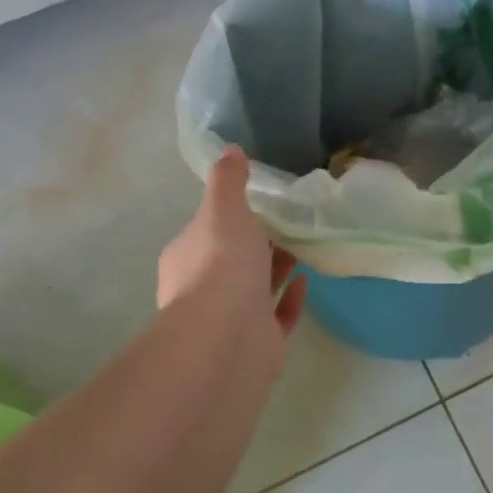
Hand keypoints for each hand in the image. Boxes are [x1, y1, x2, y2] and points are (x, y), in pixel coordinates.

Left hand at [159, 148, 307, 344]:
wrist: (227, 337)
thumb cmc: (221, 265)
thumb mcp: (224, 210)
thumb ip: (229, 181)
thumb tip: (230, 150)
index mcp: (186, 256)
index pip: (207, 230)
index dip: (231, 217)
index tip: (261, 204)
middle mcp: (202, 289)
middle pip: (232, 260)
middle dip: (258, 244)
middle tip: (290, 223)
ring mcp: (229, 320)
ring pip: (255, 288)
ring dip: (277, 268)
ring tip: (305, 245)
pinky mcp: (257, 342)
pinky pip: (277, 316)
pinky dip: (290, 298)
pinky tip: (306, 281)